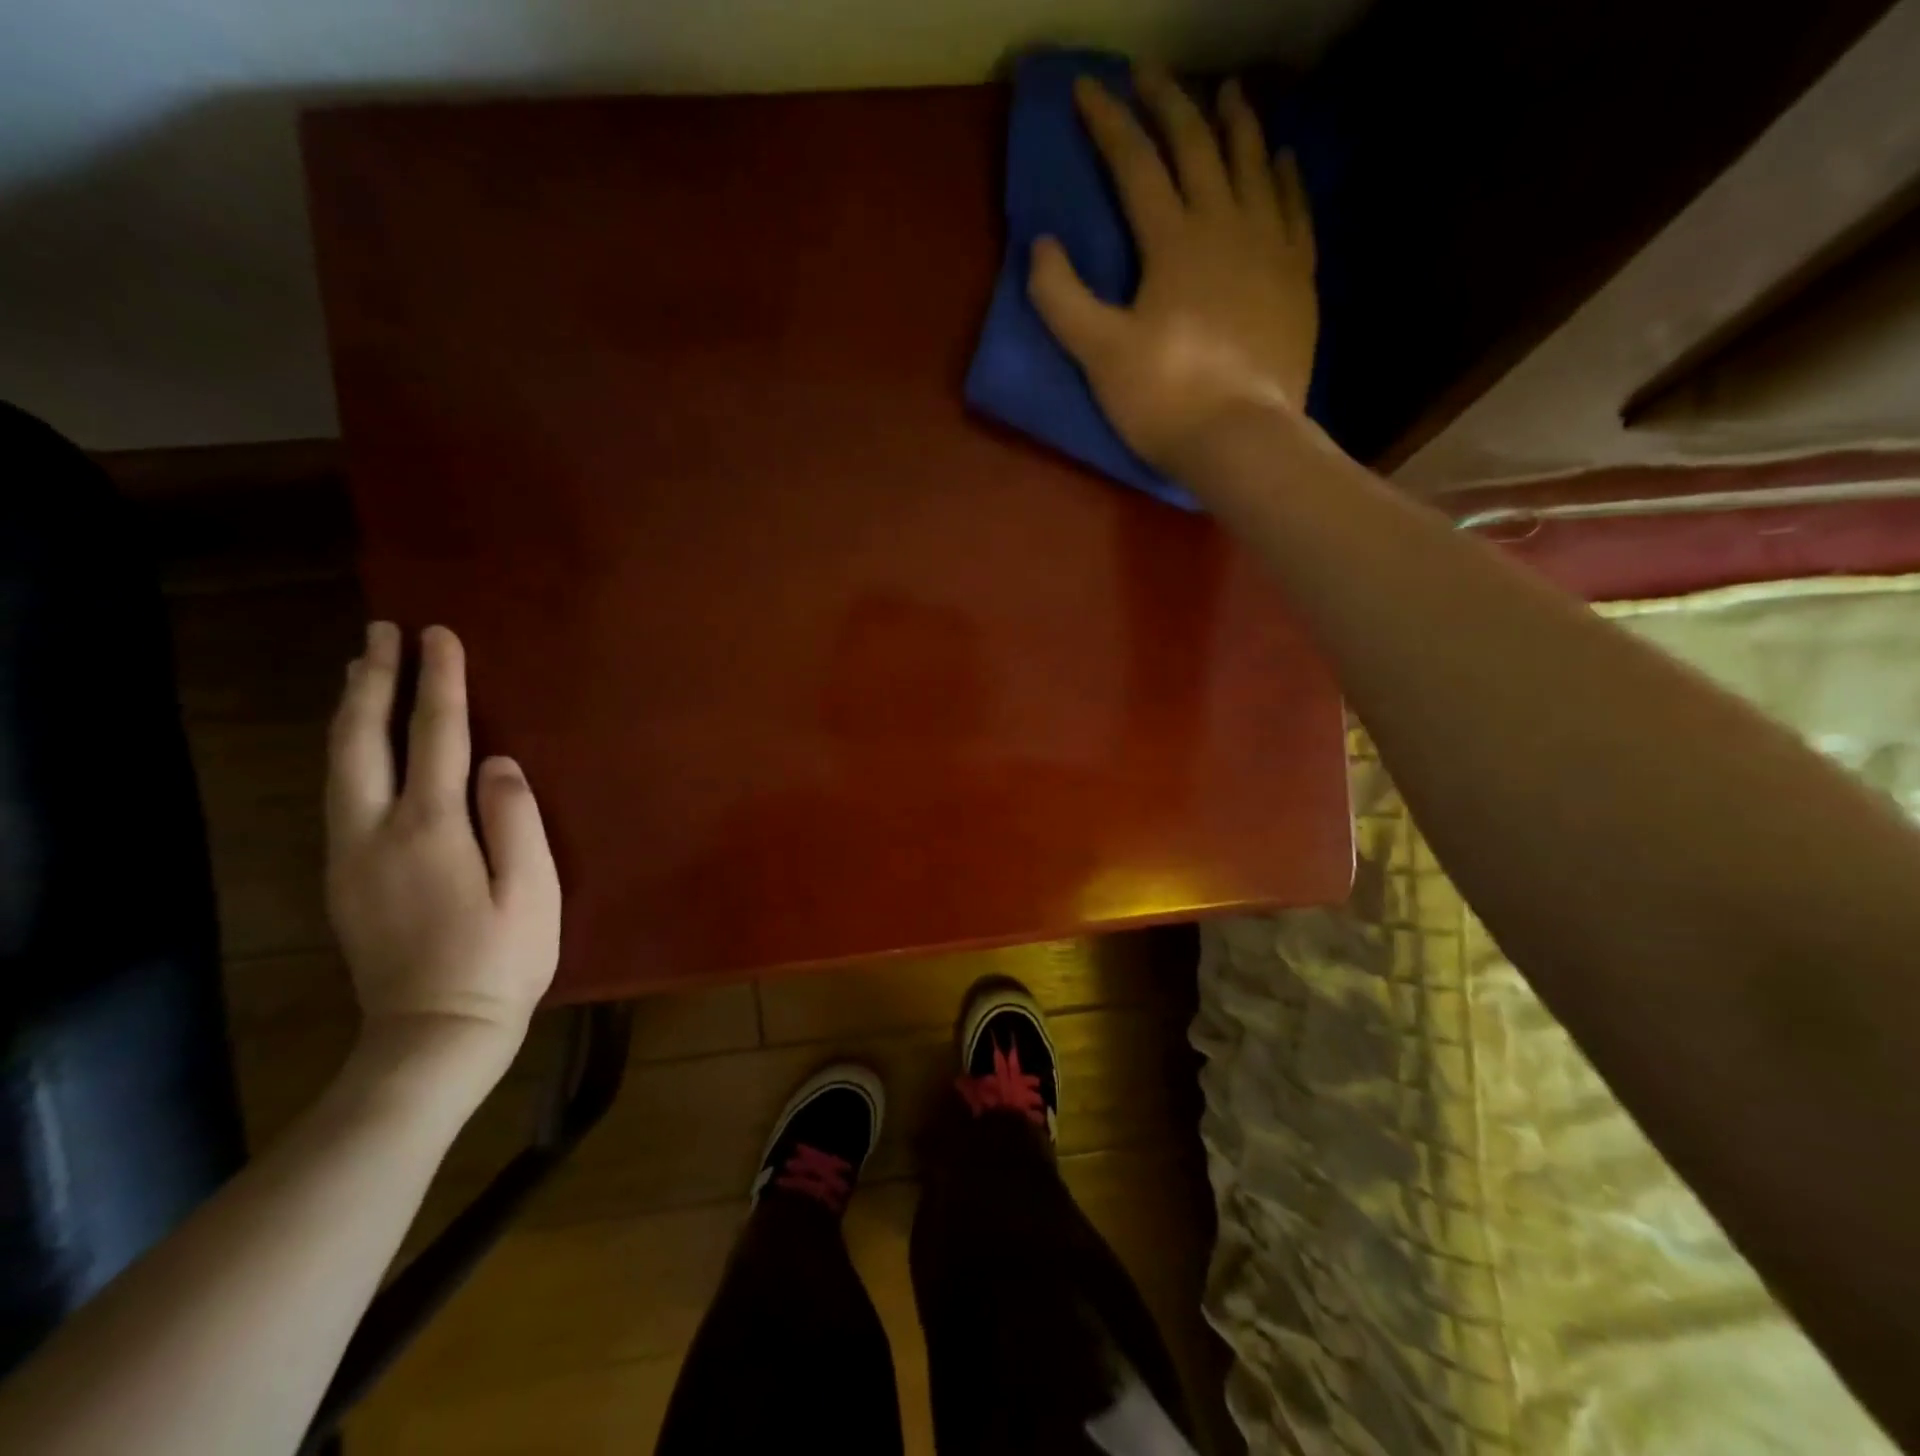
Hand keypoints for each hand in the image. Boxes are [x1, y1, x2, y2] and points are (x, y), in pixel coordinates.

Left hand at [325, 623, 560, 1077]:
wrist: (433, 1033)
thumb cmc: (501, 960)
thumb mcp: (532, 890)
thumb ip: (515, 819)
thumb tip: (500, 763)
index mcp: (431, 829)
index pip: (436, 737)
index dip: (439, 682)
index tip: (439, 636)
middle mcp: (376, 831)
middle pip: (364, 740)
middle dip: (373, 680)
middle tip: (382, 633)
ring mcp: (351, 856)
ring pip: (339, 765)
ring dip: (351, 711)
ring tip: (359, 671)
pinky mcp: (345, 877)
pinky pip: (340, 793)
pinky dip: (347, 751)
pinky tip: (358, 745)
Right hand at [1028, 66, 1317, 480]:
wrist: (1241, 438)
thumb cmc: (1164, 399)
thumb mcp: (1099, 354)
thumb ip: (1063, 299)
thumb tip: (1040, 245)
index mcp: (1172, 241)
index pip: (1135, 165)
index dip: (1108, 124)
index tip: (1088, 89)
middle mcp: (1225, 225)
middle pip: (1196, 146)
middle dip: (1170, 103)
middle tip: (1151, 73)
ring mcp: (1269, 247)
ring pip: (1253, 165)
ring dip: (1236, 124)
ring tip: (1227, 93)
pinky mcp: (1297, 278)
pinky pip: (1294, 209)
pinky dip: (1284, 178)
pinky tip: (1281, 160)